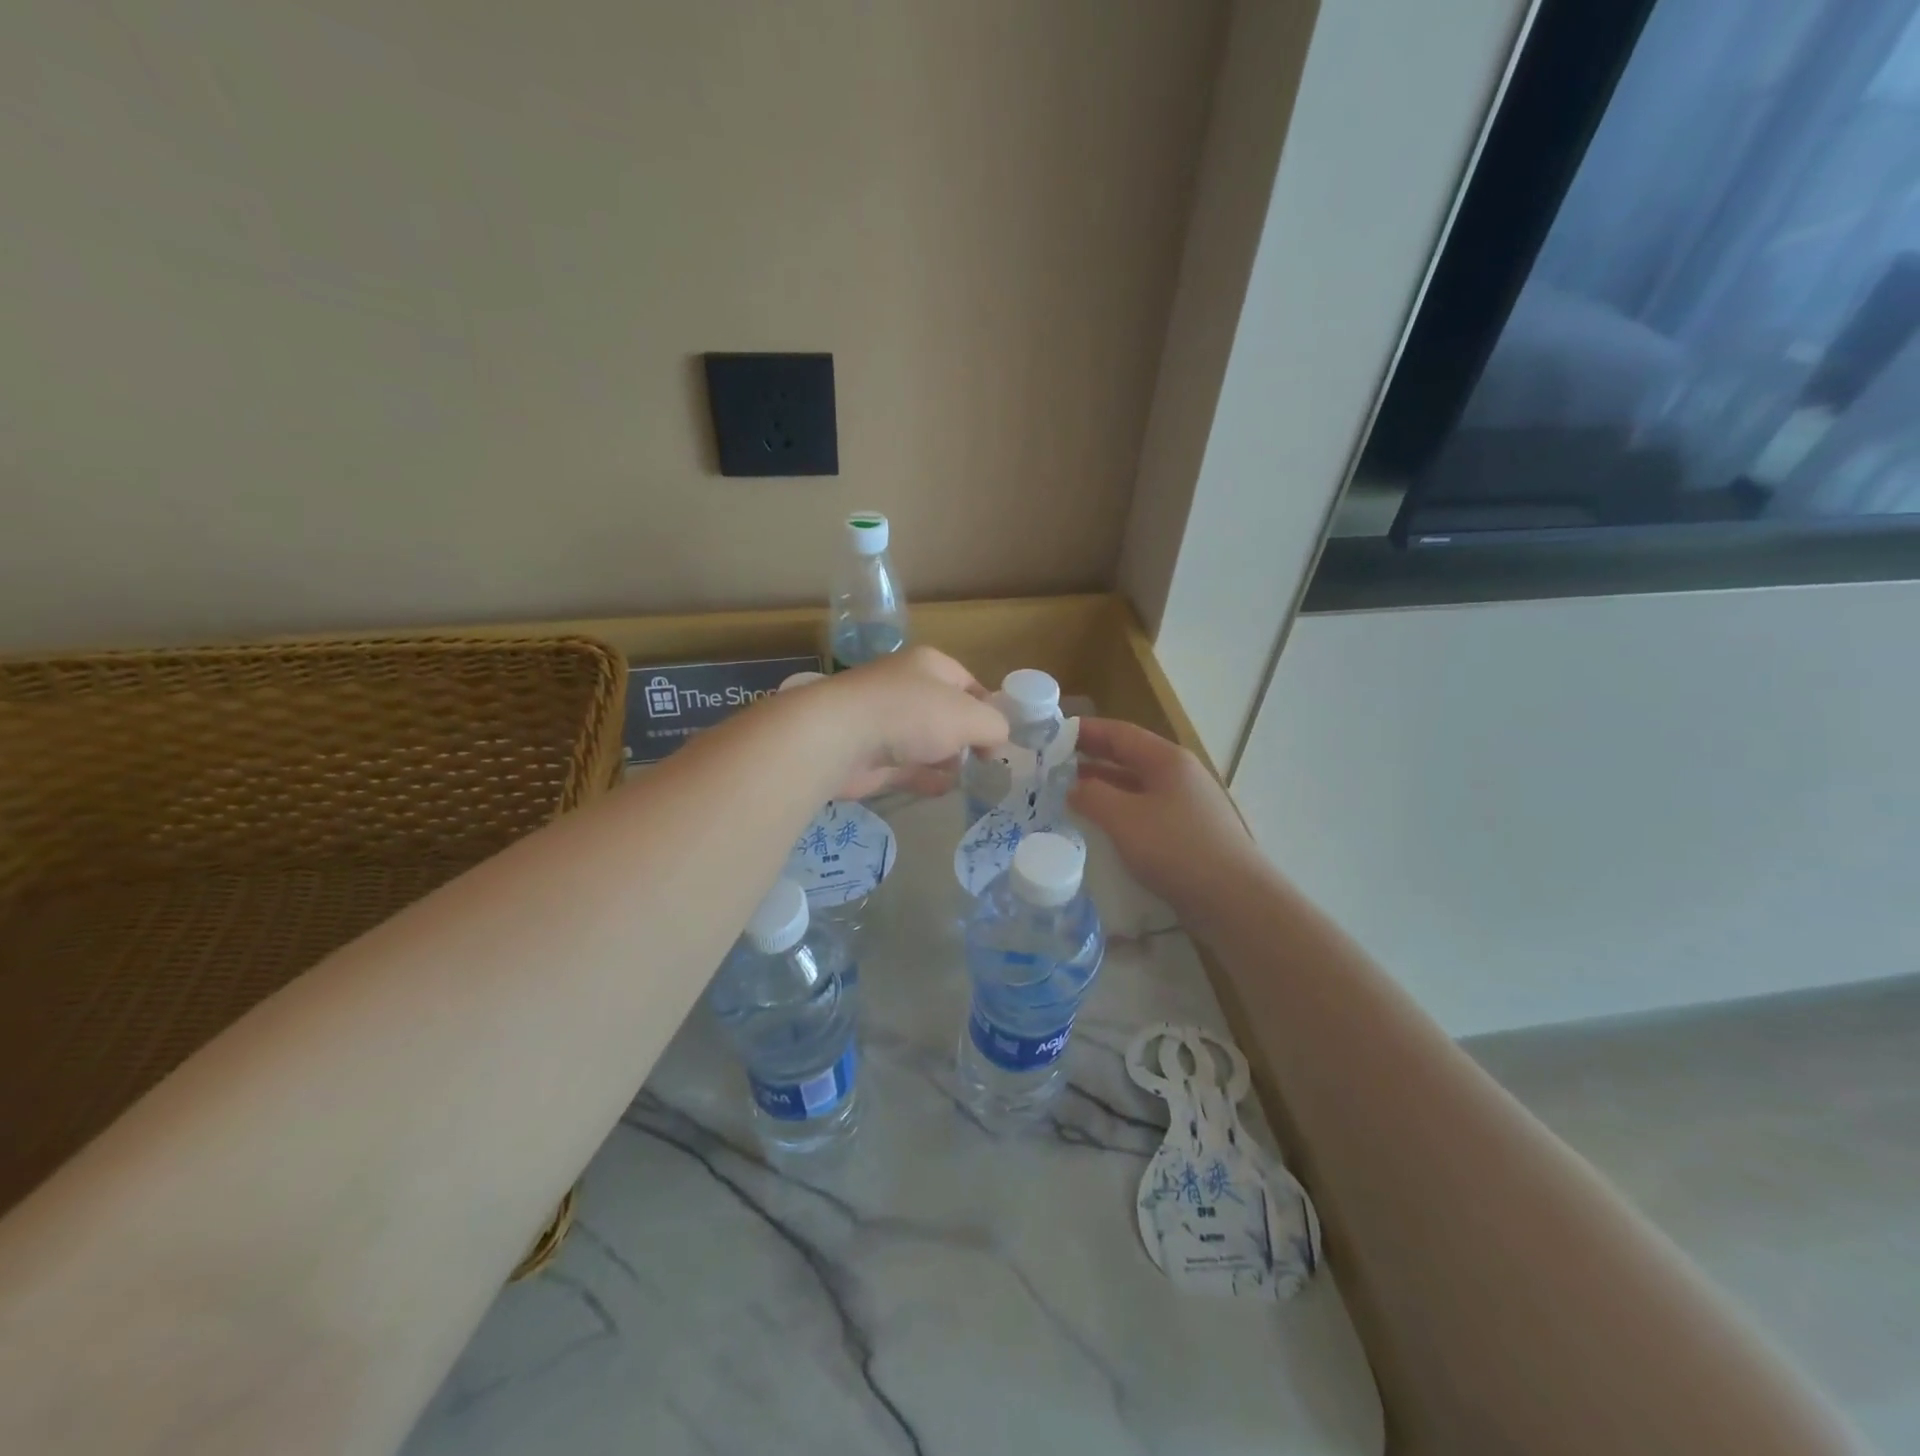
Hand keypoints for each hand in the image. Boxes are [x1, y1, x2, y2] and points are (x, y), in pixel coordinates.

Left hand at [795, 646, 1007, 800]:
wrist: (839, 738)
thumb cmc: (911, 715)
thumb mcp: (971, 717)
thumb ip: (994, 727)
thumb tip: (995, 742)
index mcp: (930, 665)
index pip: (969, 683)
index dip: (988, 709)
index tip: (1000, 738)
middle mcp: (906, 688)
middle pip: (946, 712)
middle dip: (966, 736)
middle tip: (985, 761)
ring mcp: (885, 722)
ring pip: (926, 740)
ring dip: (946, 758)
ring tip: (967, 778)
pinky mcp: (871, 755)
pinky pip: (907, 766)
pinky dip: (925, 777)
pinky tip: (943, 790)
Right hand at [1069, 719, 1264, 916]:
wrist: (1234, 900)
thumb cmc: (1177, 849)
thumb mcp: (1124, 819)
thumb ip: (1092, 796)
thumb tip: (1072, 787)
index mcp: (1167, 760)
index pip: (1119, 733)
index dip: (1084, 731)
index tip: (1051, 734)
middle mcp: (1179, 774)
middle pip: (1128, 756)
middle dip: (1091, 757)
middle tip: (1052, 763)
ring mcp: (1186, 804)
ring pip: (1135, 785)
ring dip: (1103, 785)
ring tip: (1068, 792)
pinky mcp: (1187, 832)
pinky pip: (1144, 810)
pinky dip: (1118, 810)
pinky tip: (1101, 825)